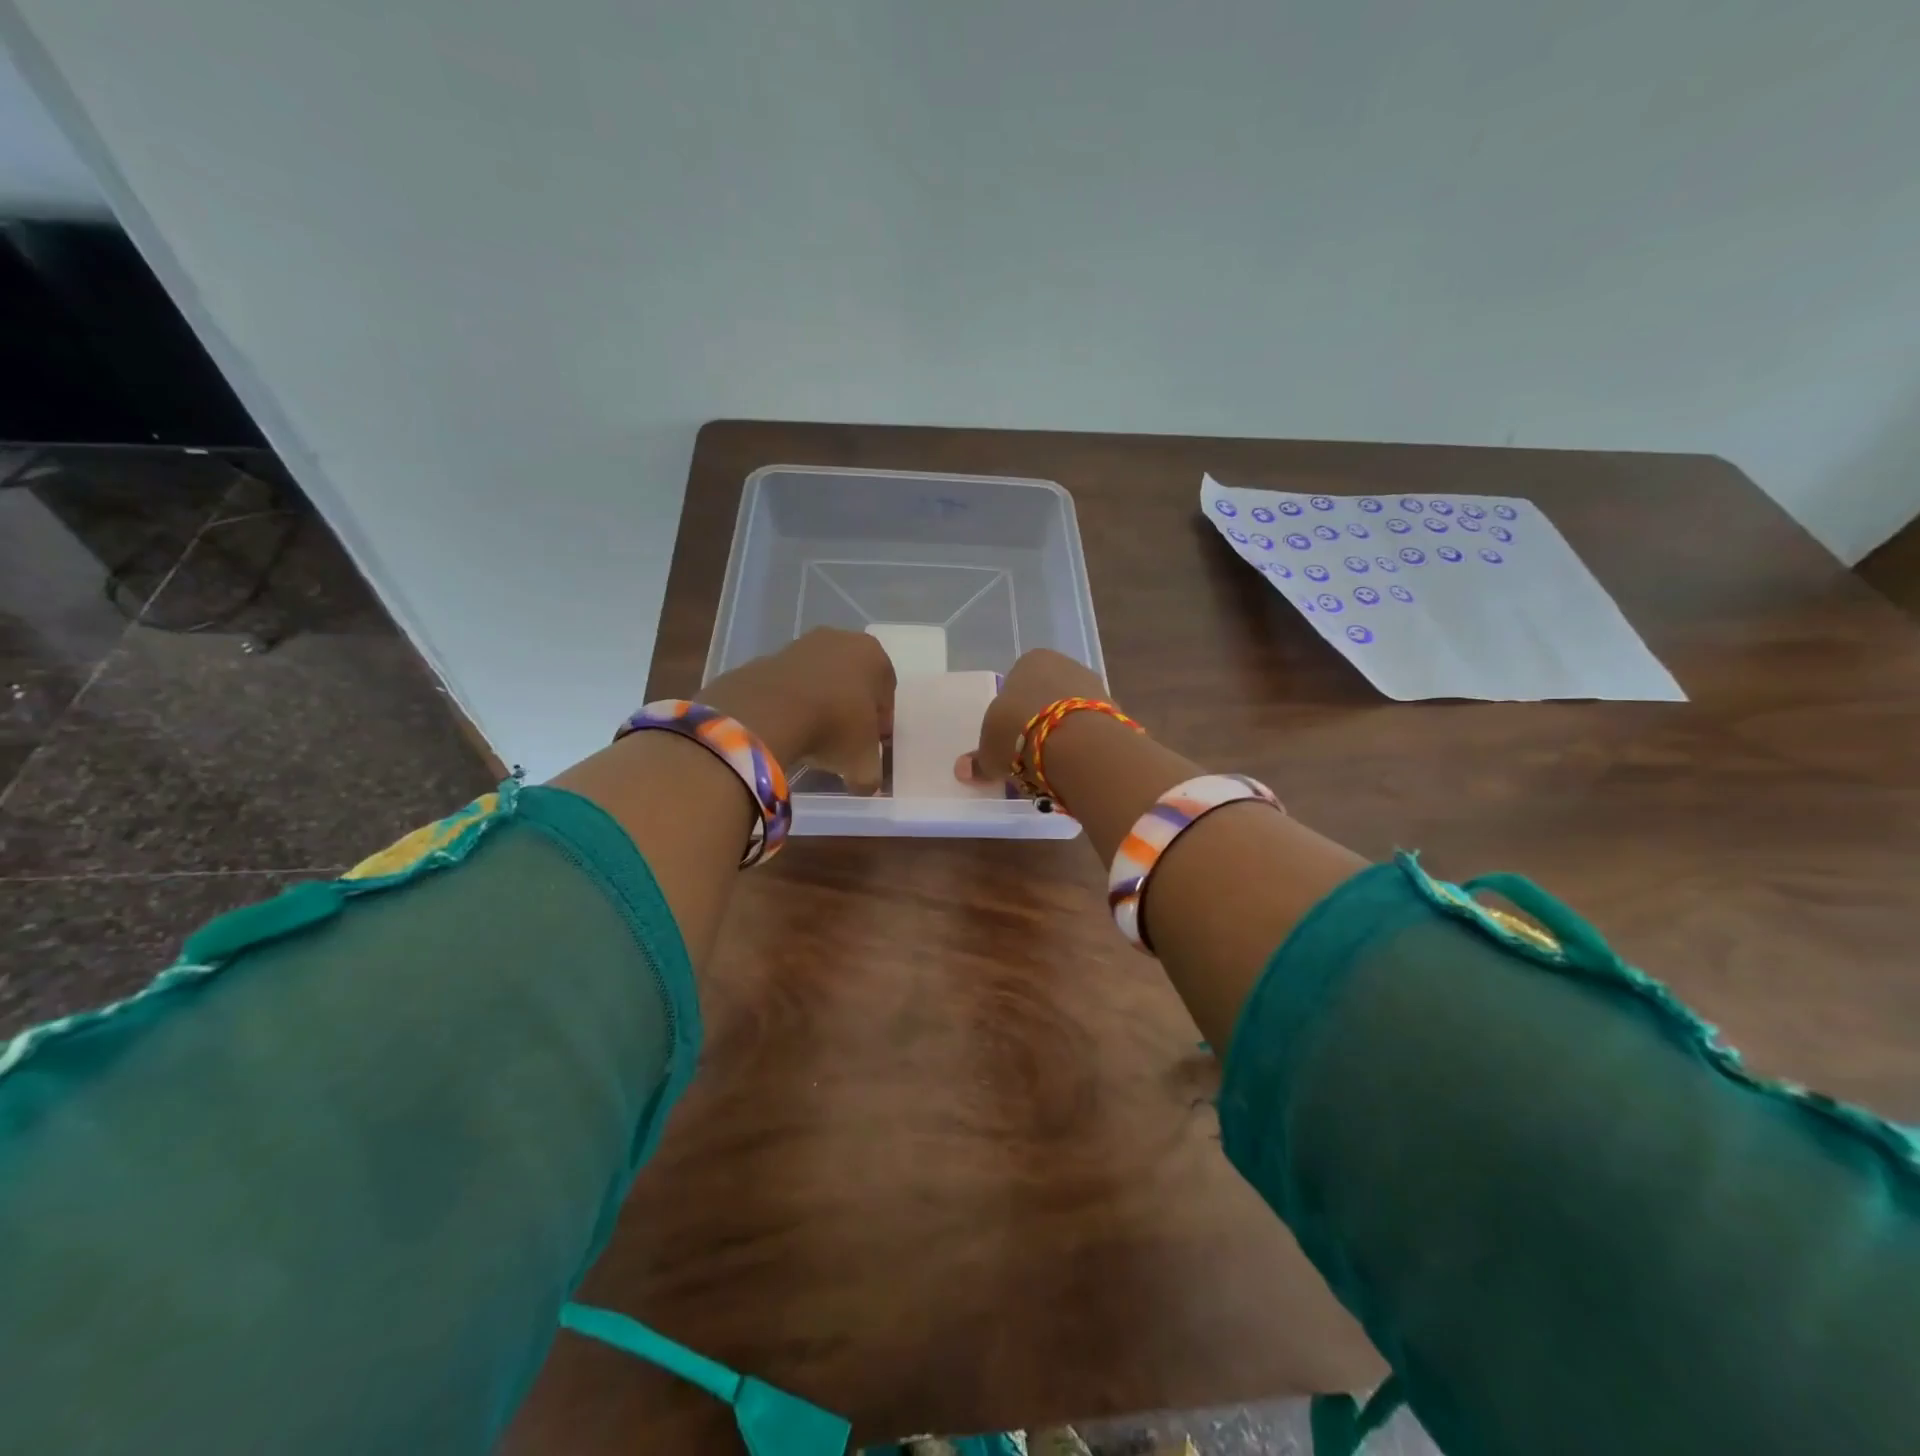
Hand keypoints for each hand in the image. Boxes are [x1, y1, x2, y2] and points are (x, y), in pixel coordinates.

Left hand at [700, 628, 895, 794]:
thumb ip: (871, 774)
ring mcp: (801, 645)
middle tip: (844, 742)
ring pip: (821, 680)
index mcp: (873, 655)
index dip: (880, 724)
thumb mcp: (862, 762)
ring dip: (821, 705)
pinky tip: (787, 728)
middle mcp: (840, 640)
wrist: (767, 713)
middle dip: (850, 710)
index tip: (870, 746)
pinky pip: (790, 686)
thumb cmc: (833, 727)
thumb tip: (866, 784)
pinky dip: (792, 704)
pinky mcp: (768, 658)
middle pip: (853, 682)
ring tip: (812, 737)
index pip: (886, 694)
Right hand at [957, 648, 1108, 786]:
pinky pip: (1092, 730)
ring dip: (1063, 734)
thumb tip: (963, 770)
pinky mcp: (1117, 712)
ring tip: (1052, 766)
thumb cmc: (1021, 732)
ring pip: (1072, 713)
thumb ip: (979, 759)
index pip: (1017, 682)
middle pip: (1047, 696)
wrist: (1078, 744)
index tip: (1008, 739)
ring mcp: (1096, 686)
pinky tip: (1075, 766)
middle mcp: (1066, 664)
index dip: (1011, 712)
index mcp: (1031, 661)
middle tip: (1029, 754)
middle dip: (1040, 722)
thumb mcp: (990, 750)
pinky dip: (1084, 746)